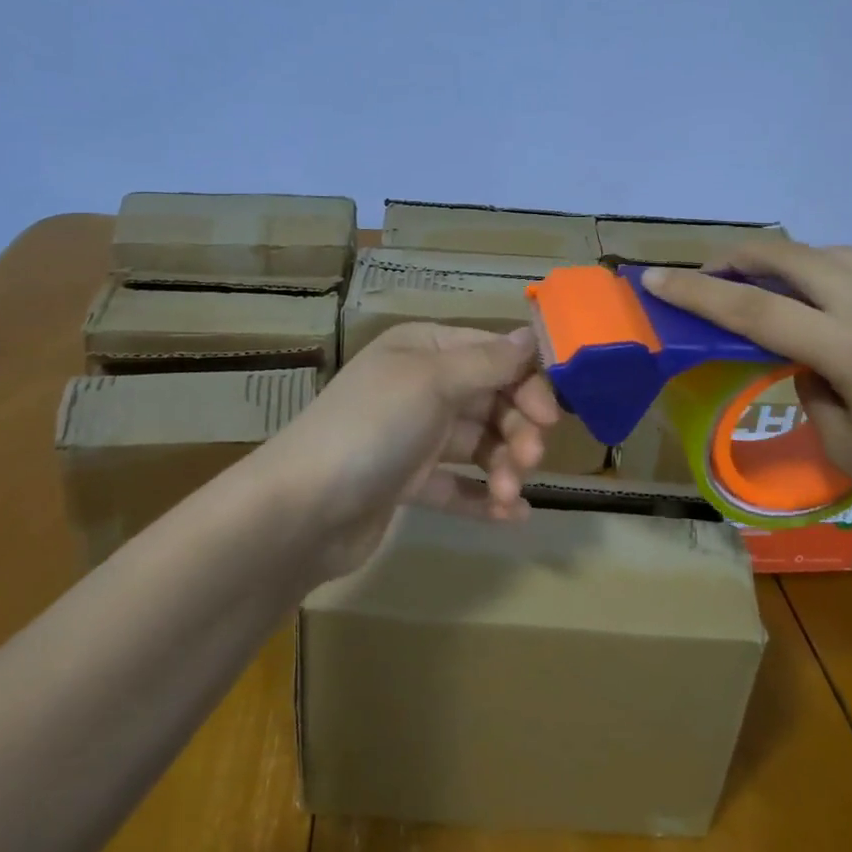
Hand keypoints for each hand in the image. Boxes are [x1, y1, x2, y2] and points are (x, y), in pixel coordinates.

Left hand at [246, 323, 559, 581]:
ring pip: (477, 444)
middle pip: (490, 399)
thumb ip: (488, 362)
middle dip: (516, 429)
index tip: (551, 416)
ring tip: (508, 494)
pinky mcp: (407, 482)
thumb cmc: (372, 428)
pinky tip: (511, 516)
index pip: (493, 354)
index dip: (527, 382)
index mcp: (424, 349)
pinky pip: (457, 485)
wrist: (301, 510)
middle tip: (530, 460)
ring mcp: (413, 436)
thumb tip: (532, 334)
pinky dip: (483, 498)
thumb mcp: (432, 382)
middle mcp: (420, 386)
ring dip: (502, 467)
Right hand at [642, 244, 851, 558]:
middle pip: (795, 259)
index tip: (655, 278)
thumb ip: (812, 389)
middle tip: (707, 271)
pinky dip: (826, 271)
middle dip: (742, 256)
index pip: (756, 311)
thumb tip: (804, 363)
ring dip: (788, 259)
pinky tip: (819, 299)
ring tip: (762, 281)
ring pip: (833, 255)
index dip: (699, 294)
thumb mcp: (846, 446)